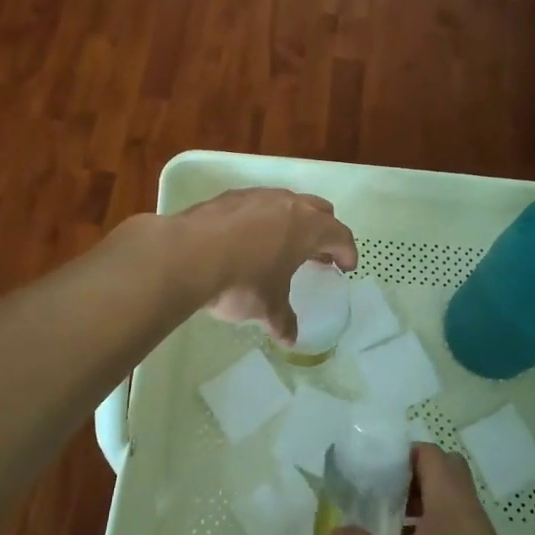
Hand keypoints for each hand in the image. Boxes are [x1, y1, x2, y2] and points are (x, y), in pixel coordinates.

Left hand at [168, 187, 357, 343]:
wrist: (187, 255)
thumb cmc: (241, 281)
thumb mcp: (267, 307)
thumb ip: (282, 320)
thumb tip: (290, 338)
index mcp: (307, 227)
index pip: (339, 234)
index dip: (346, 251)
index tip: (346, 266)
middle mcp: (287, 204)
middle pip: (318, 210)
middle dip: (323, 231)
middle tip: (319, 254)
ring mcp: (257, 196)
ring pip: (286, 203)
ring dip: (292, 222)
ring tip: (283, 246)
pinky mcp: (228, 197)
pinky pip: (257, 205)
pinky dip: (262, 220)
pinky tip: (248, 240)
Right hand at [331, 445, 534, 534]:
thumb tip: (334, 534)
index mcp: (448, 494)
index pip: (426, 451)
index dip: (398, 454)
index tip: (370, 470)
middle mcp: (465, 505)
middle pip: (437, 473)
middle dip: (406, 480)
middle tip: (378, 497)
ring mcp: (477, 534)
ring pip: (444, 503)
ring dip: (416, 509)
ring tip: (384, 530)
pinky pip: (450, 530)